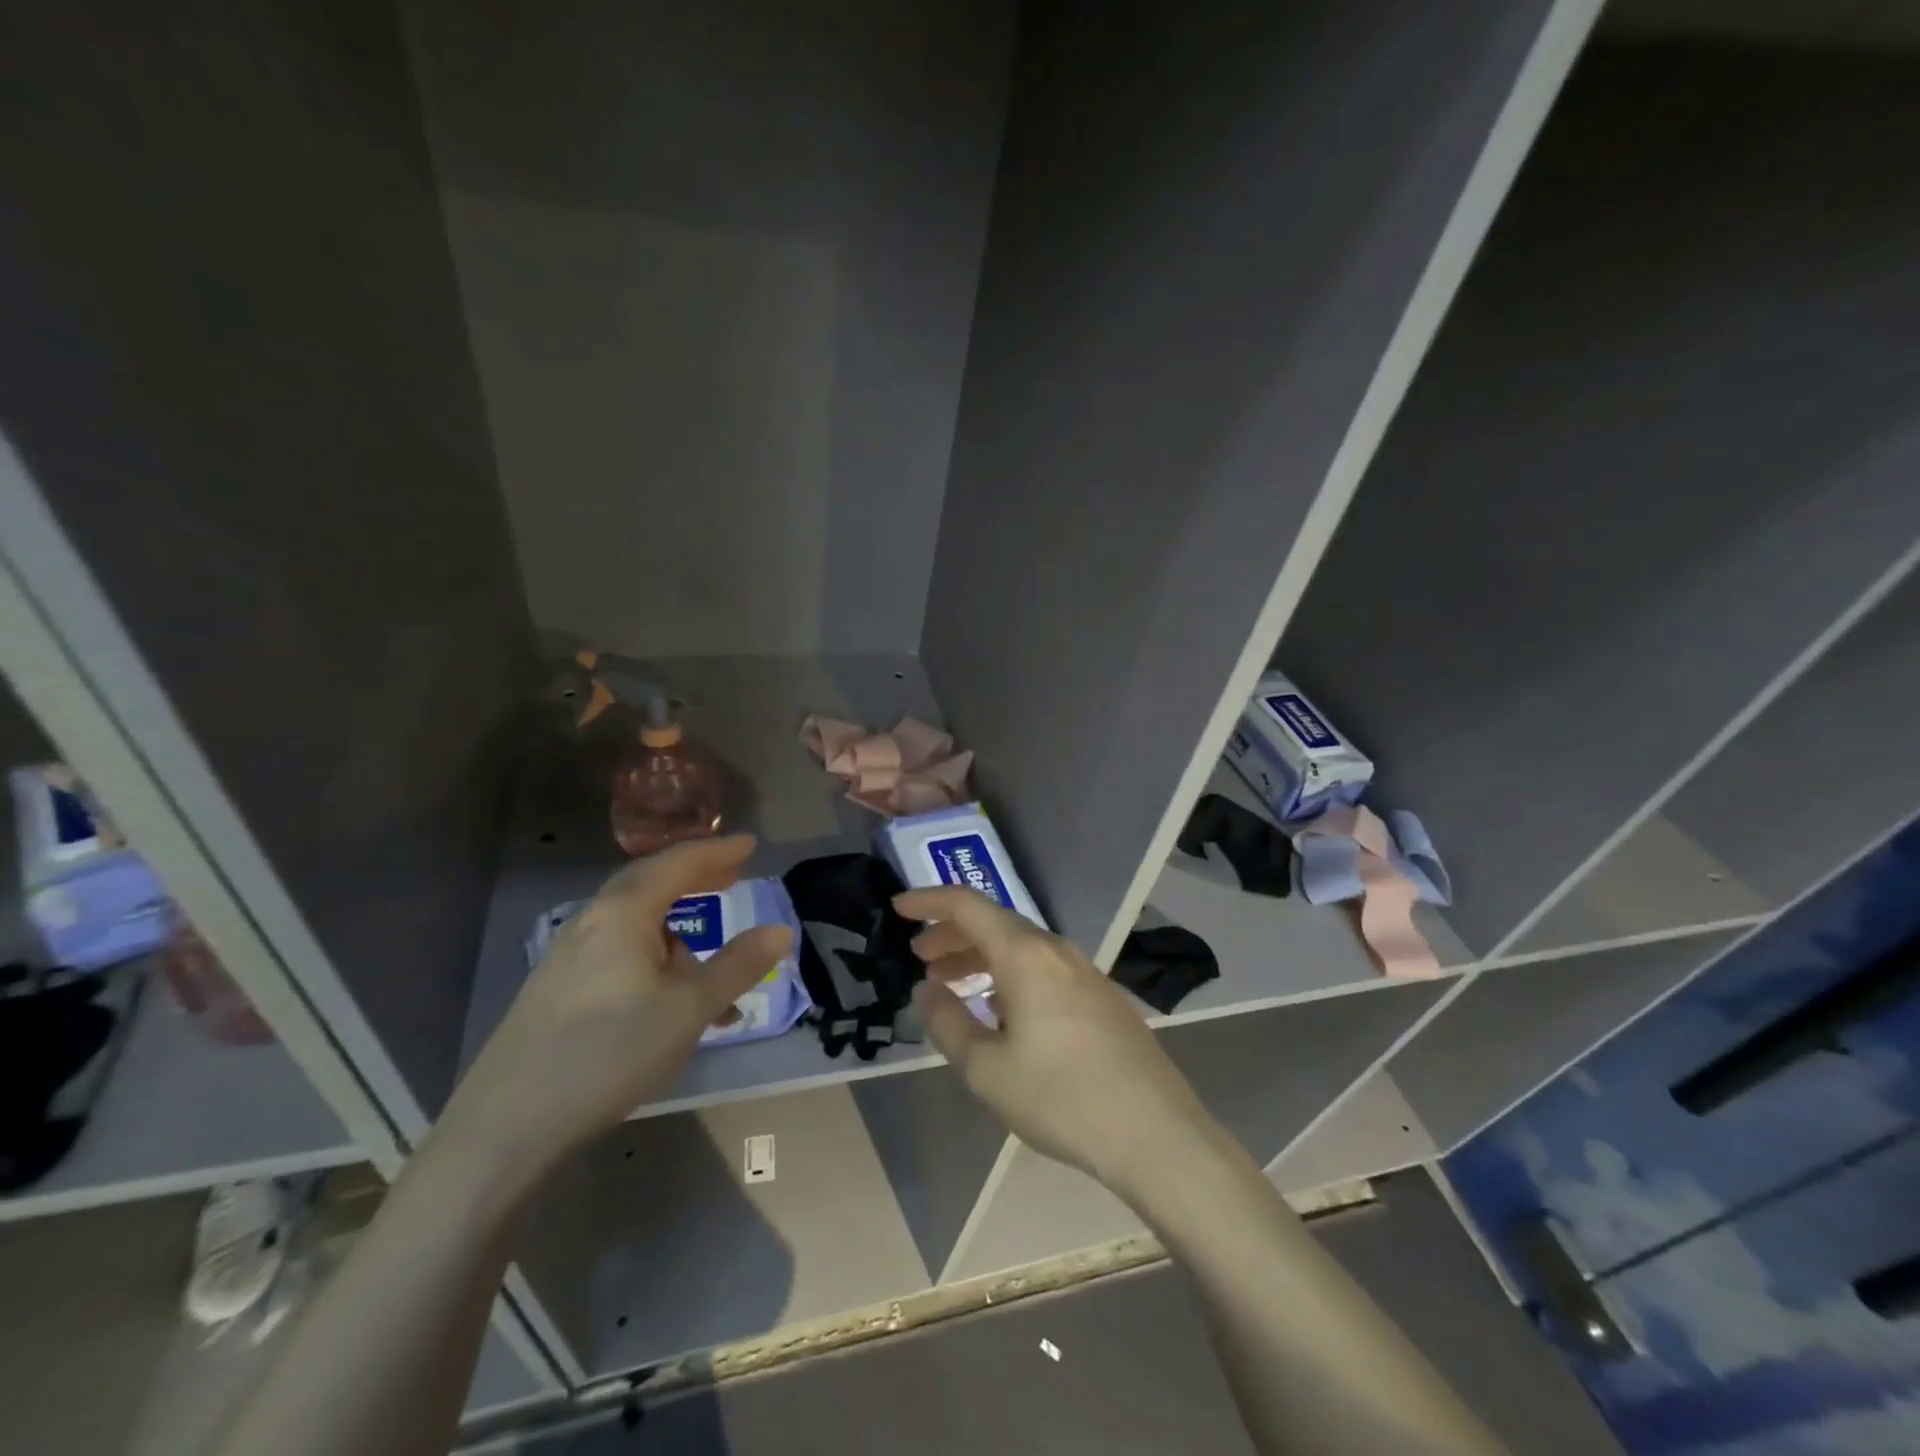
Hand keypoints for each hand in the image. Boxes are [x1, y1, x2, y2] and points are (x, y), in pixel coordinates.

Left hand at [442, 836, 791, 1177]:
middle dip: (694, 880)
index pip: (677, 864)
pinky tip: (666, 1002)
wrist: (505, 1127)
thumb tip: (780, 931)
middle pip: (649, 884)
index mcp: (622, 914)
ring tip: (709, 969)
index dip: (717, 852)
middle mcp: (591, 923)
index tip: (750, 844)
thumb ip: (737, 966)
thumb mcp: (688, 1010)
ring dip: (676, 932)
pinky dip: (652, 960)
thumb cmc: (609, 1053)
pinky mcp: (554, 991)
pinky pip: (617, 954)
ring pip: (633, 925)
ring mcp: (566, 958)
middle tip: (731, 878)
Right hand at [900, 886, 1221, 1199]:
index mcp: (1025, 955)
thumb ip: (948, 1023)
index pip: (968, 906)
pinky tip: (1000, 1009)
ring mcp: (1084, 972)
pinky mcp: (1101, 997)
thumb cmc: (1062, 1099)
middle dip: (952, 934)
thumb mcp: (988, 1070)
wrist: (1156, 1133)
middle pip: (995, 924)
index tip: (899, 908)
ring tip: (951, 983)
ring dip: (980, 956)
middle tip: (920, 956)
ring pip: (1020, 947)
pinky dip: (1009, 974)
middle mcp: (1055, 951)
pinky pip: (1043, 968)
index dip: (929, 900)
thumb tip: (929, 992)